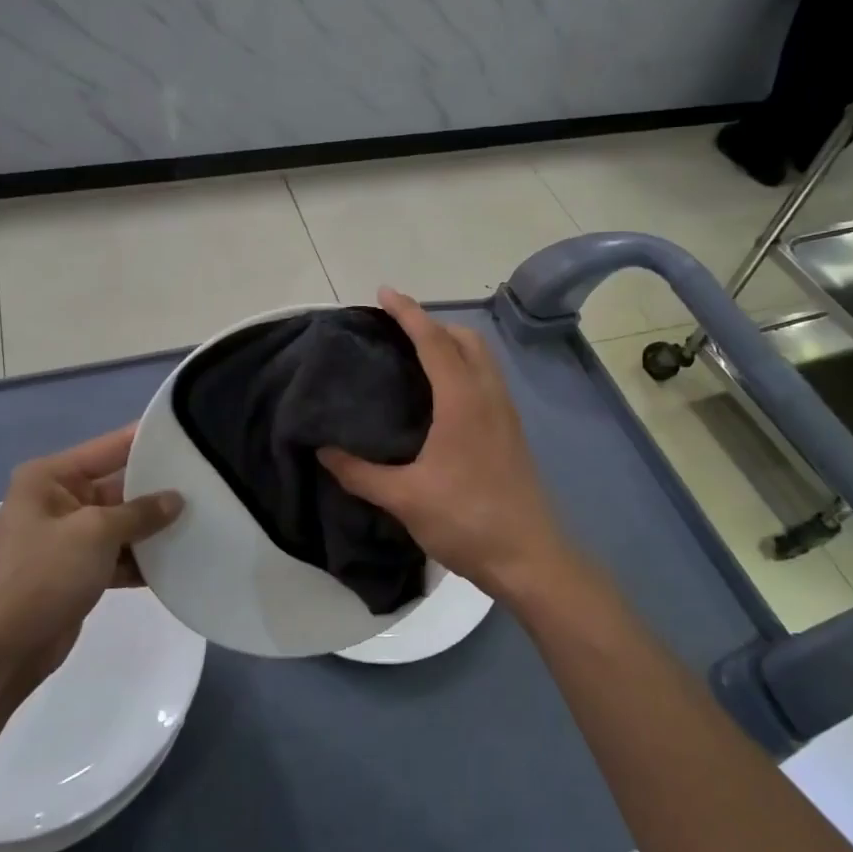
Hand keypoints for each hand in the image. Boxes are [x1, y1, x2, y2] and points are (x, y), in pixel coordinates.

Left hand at [0, 425, 181, 685]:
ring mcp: (69, 535)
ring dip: (155, 526)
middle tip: (207, 480)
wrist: (3, 651)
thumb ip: (140, 512)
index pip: (110, 446)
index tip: (192, 432)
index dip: (149, 439)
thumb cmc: (43, 576)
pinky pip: (119, 552)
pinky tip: (180, 558)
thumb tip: (177, 499)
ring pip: (123, 521)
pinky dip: (143, 557)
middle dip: (159, 488)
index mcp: (51, 476)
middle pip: (120, 484)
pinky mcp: (79, 568)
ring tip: (203, 518)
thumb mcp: (95, 533)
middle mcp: (59, 498)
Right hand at [319, 288, 576, 601]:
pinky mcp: (512, 433)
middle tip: (396, 330)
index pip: (434, 341)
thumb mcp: (405, 498)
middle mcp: (489, 396)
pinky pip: (486, 380)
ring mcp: (506, 414)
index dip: (408, 313)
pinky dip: (463, 368)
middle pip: (465, 339)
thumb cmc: (466, 520)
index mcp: (463, 401)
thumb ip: (360, 472)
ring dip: (451, 345)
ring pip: (481, 359)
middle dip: (432, 324)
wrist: (529, 558)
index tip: (384, 293)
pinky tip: (441, 397)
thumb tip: (323, 452)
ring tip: (415, 357)